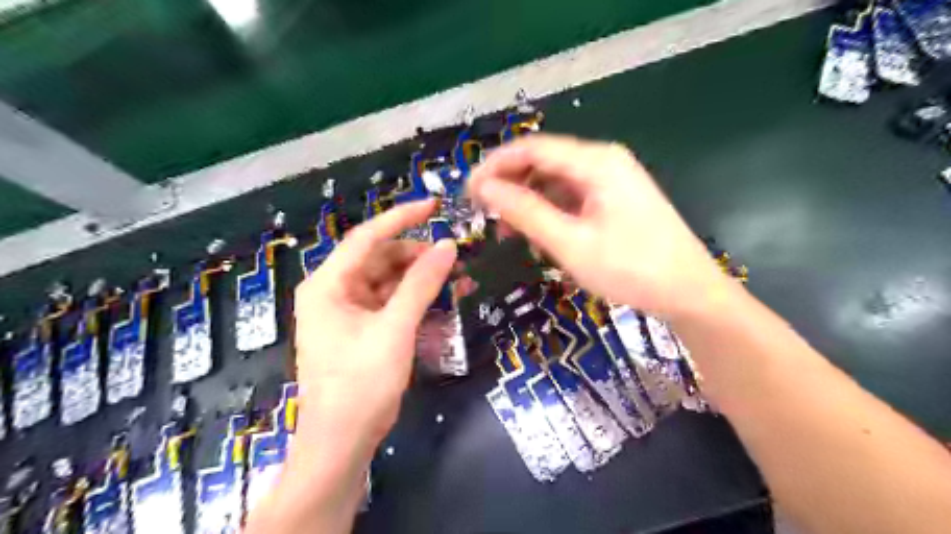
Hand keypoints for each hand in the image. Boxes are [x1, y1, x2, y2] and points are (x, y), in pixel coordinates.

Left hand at [294, 197, 456, 450]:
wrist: (341, 442)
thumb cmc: (361, 384)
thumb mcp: (395, 329)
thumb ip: (421, 284)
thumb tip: (447, 246)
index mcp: (328, 284)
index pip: (367, 237)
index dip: (402, 218)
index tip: (434, 206)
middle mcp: (334, 291)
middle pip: (380, 258)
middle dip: (417, 256)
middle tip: (455, 258)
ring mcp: (347, 310)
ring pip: (388, 280)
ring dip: (420, 279)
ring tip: (456, 280)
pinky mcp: (360, 328)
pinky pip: (390, 302)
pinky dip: (414, 299)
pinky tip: (440, 301)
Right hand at [469, 135, 733, 319]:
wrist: (689, 293)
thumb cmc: (631, 269)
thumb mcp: (571, 243)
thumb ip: (526, 212)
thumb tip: (484, 188)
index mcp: (596, 162)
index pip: (532, 148)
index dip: (494, 165)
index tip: (467, 191)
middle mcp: (603, 161)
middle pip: (543, 161)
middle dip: (509, 183)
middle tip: (483, 213)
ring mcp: (611, 179)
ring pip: (555, 179)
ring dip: (528, 199)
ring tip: (507, 229)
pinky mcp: (614, 198)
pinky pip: (571, 195)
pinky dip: (549, 210)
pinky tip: (537, 232)